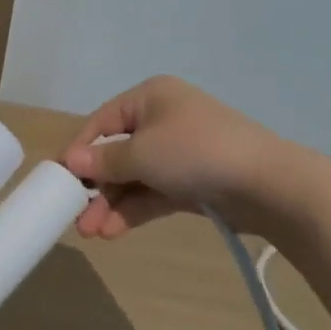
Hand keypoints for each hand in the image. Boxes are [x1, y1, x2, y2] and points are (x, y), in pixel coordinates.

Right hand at [60, 76, 298, 238]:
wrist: (271, 186)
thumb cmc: (196, 152)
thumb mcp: (141, 153)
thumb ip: (103, 161)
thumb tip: (70, 162)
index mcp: (150, 98)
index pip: (101, 121)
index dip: (79, 149)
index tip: (58, 177)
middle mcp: (163, 120)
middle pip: (117, 153)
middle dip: (96, 186)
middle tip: (74, 214)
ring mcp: (180, 153)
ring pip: (134, 178)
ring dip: (111, 203)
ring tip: (91, 232)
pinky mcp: (194, 183)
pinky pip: (154, 194)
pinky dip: (134, 210)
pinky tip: (113, 231)